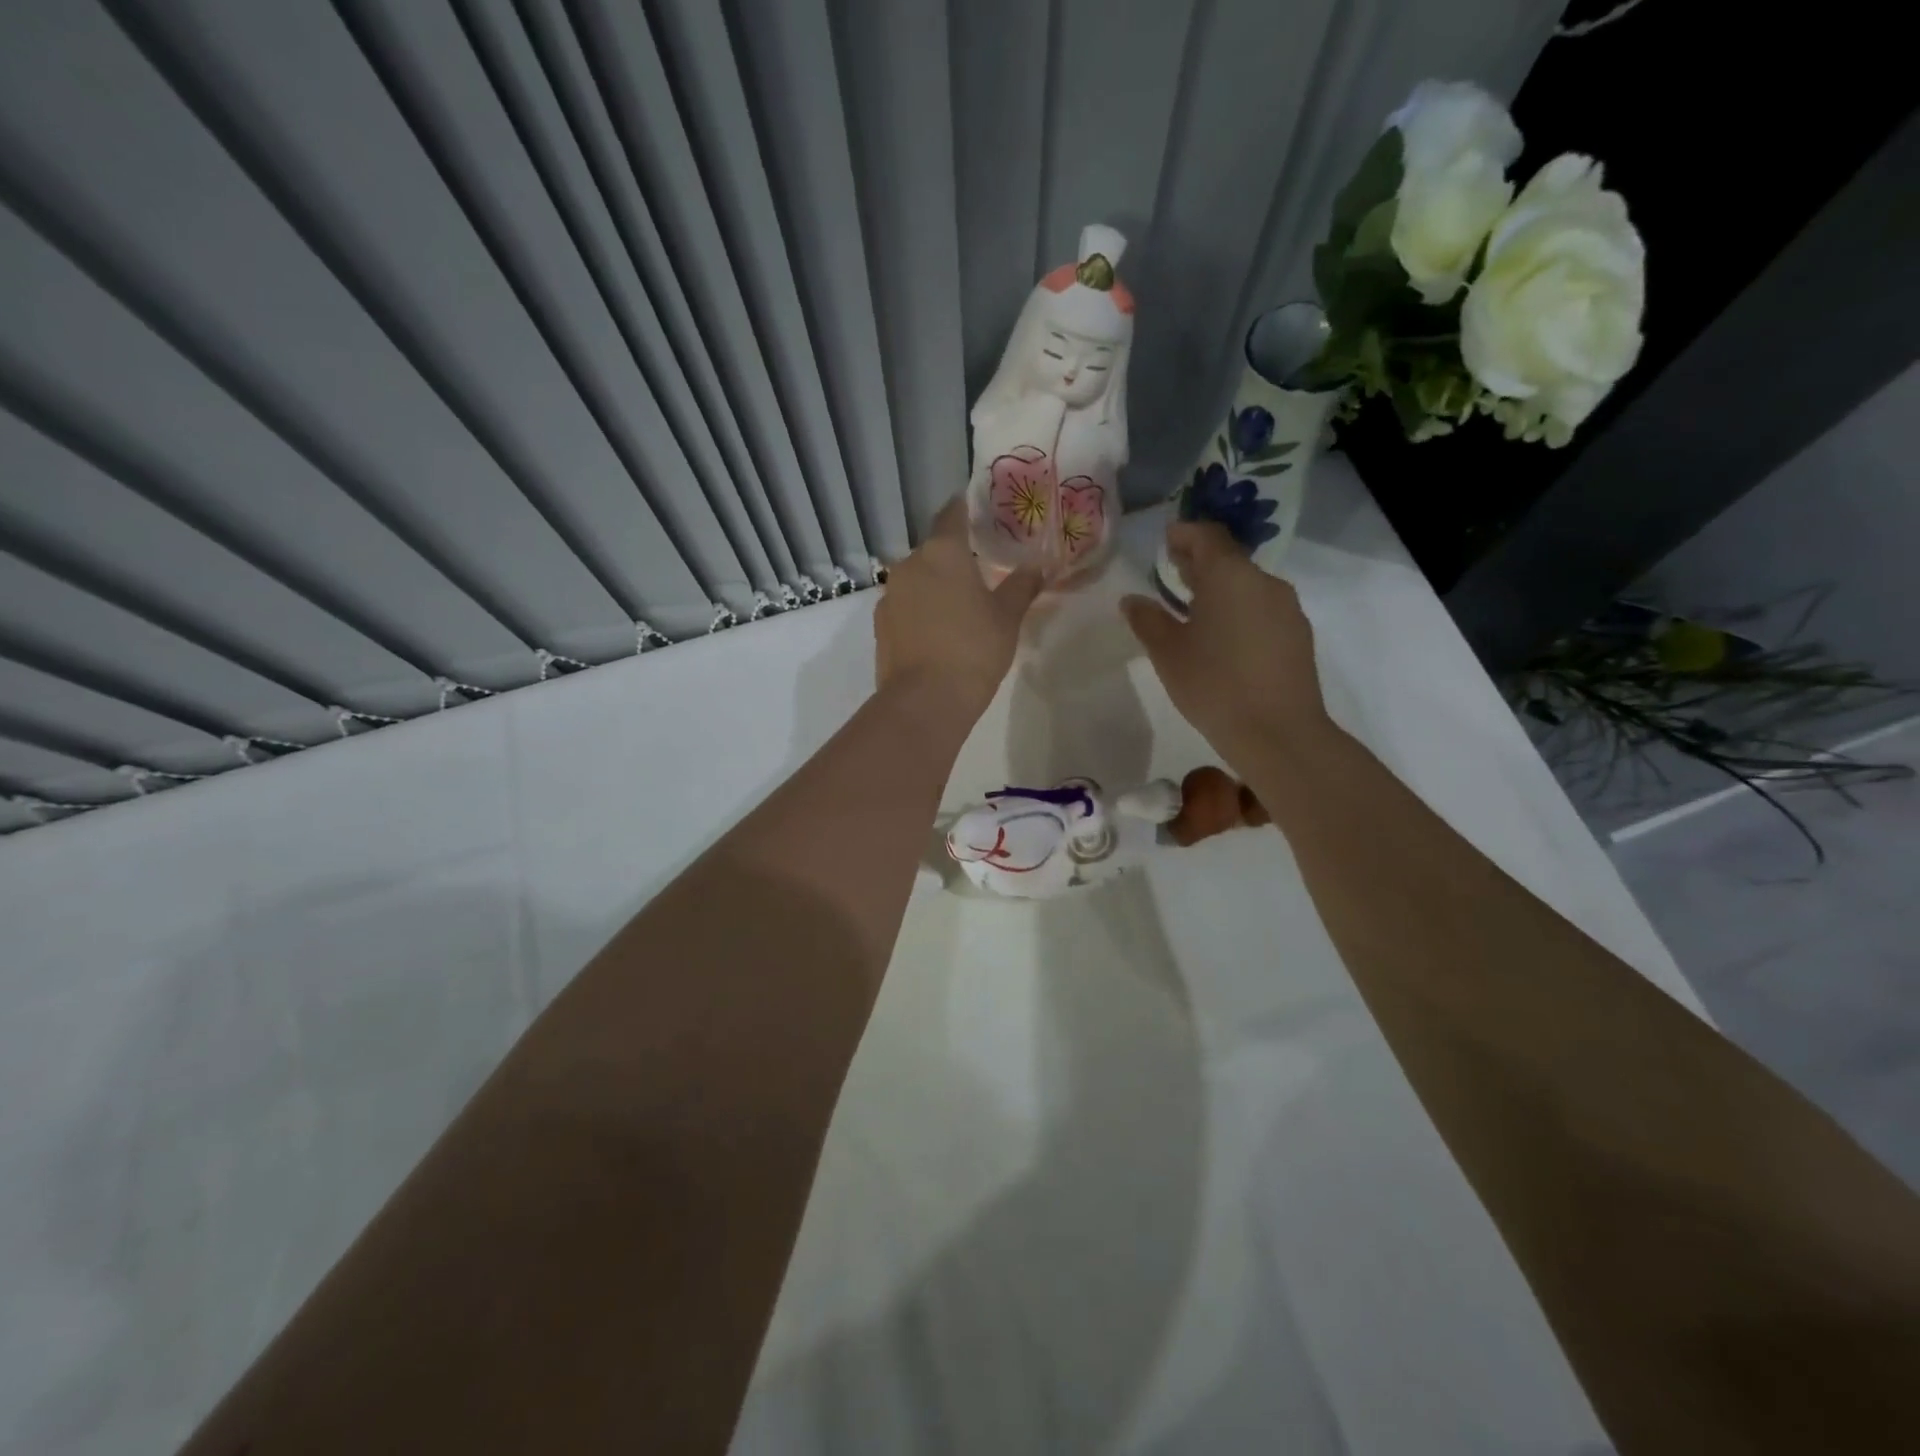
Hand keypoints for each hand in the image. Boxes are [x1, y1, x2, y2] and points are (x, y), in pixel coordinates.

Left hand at [875, 497, 1043, 717]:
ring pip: (917, 579)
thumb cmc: (973, 649)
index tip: (981, 513)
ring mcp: (890, 595)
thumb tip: (1037, 566)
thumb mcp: (1007, 617)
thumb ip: (1021, 586)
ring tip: (961, 607)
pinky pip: (906, 606)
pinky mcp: (881, 625)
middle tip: (981, 571)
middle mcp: (909, 564)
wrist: (925, 701)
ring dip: (936, 586)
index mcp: (942, 552)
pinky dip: (921, 610)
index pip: (952, 514)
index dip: (966, 509)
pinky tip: (939, 632)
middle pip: (933, 550)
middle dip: (954, 557)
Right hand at [1122, 521, 1331, 763]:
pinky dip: (1240, 610)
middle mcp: (1264, 582)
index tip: (1166, 541)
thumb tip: (1132, 600)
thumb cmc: (1213, 684)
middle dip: (1200, 562)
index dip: (1184, 534)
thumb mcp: (1168, 652)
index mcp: (1229, 576)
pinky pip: (1263, 608)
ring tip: (1195, 609)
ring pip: (1248, 585)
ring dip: (1221, 588)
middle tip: (1173, 572)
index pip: (1207, 535)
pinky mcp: (1298, 634)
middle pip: (1229, 558)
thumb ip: (1147, 620)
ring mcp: (1286, 608)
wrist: (1278, 732)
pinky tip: (1224, 637)